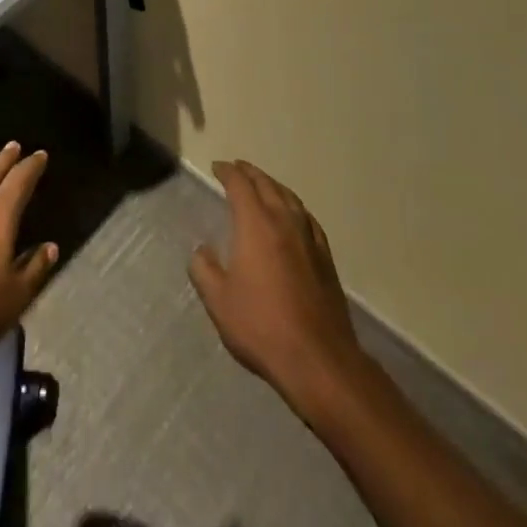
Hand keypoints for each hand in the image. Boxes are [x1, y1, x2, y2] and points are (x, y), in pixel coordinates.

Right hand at [189, 160, 365, 411]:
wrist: (318, 359)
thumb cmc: (262, 326)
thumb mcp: (219, 301)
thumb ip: (204, 270)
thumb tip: (201, 250)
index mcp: (256, 224)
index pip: (240, 185)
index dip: (227, 172)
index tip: (217, 167)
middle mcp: (284, 221)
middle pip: (266, 184)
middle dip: (250, 173)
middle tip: (237, 168)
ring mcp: (309, 238)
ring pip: (290, 198)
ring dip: (273, 185)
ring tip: (263, 184)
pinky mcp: (326, 258)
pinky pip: (307, 218)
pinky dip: (295, 207)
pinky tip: (294, 216)